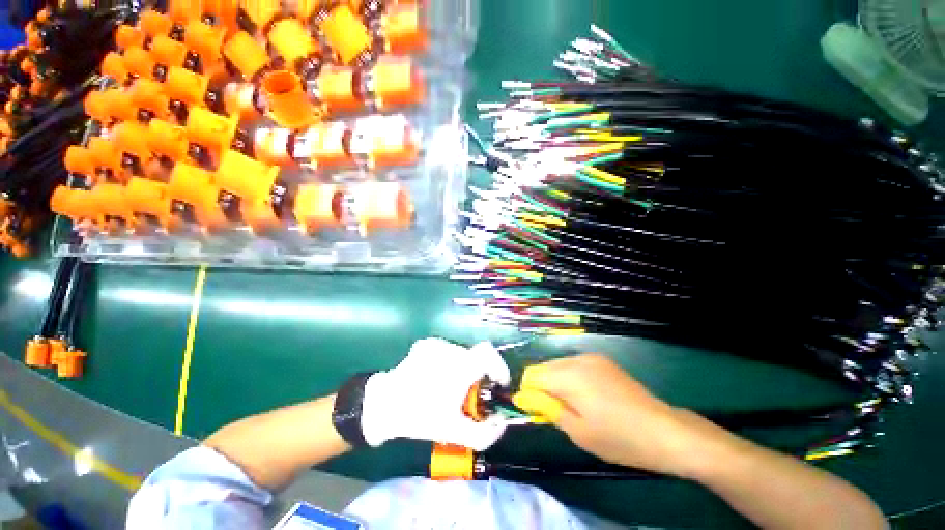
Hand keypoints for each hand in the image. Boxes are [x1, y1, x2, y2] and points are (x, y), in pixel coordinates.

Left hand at [361, 338, 511, 450]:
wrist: (384, 404)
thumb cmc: (421, 417)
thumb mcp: (455, 433)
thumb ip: (485, 434)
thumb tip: (502, 423)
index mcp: (460, 366)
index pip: (489, 353)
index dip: (499, 366)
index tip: (499, 383)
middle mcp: (450, 349)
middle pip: (476, 358)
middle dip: (478, 375)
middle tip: (470, 394)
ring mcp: (437, 344)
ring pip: (461, 355)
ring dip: (462, 369)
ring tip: (448, 388)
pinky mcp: (426, 344)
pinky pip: (447, 352)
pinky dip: (448, 364)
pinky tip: (435, 378)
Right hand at [513, 354, 709, 477]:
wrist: (663, 430)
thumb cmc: (618, 437)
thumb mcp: (577, 430)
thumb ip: (546, 408)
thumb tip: (520, 397)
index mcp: (568, 375)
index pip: (531, 375)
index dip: (529, 393)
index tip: (538, 412)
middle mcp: (576, 359)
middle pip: (543, 367)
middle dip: (543, 387)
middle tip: (559, 412)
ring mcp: (591, 357)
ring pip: (558, 365)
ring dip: (556, 382)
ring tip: (575, 405)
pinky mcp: (602, 360)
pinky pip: (574, 364)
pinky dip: (571, 378)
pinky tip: (588, 396)